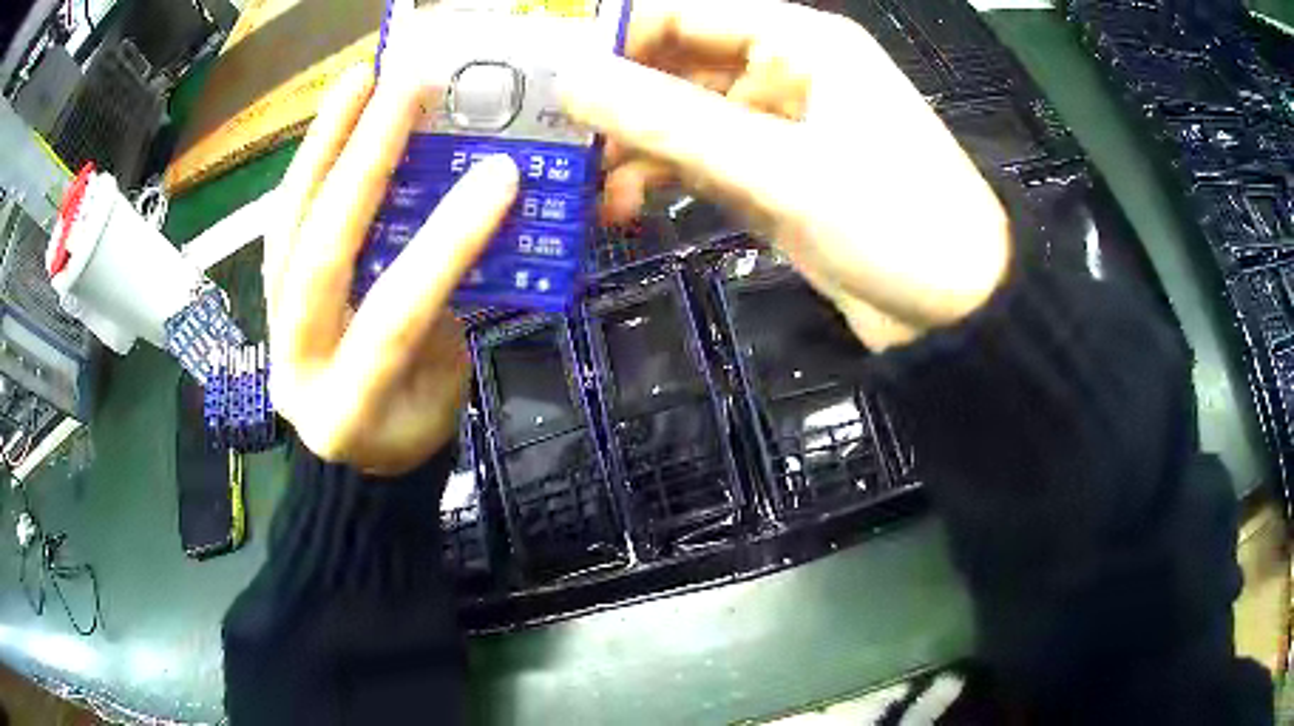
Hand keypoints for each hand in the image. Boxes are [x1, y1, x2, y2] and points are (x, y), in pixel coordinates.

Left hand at [265, 62, 518, 474]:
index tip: (499, 174)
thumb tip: (473, 218)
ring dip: (323, 145)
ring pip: (287, 226)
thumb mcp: (442, 387)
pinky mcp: (268, 294)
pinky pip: (283, 221)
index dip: (445, 246)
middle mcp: (297, 364)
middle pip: (319, 255)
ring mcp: (271, 324)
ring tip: (358, 82)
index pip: (394, 318)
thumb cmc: (408, 427)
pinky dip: (308, 165)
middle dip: (362, 163)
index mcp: (350, 407)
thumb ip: (447, 308)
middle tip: (401, 87)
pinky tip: (334, 121)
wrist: (351, 455)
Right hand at [558, 0, 1009, 348]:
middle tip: (547, 139)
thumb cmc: (894, 223)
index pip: (680, 12)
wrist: (957, 313)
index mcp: (797, 41)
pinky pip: (700, 162)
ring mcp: (775, 127)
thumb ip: (671, 121)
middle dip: (613, 101)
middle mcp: (781, 71)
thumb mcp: (780, 168)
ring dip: (632, 148)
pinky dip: (661, 180)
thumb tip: (569, 80)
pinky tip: (625, 209)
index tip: (541, 74)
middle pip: (674, 65)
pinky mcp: (772, 177)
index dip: (609, 37)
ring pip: (681, 118)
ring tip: (579, 186)